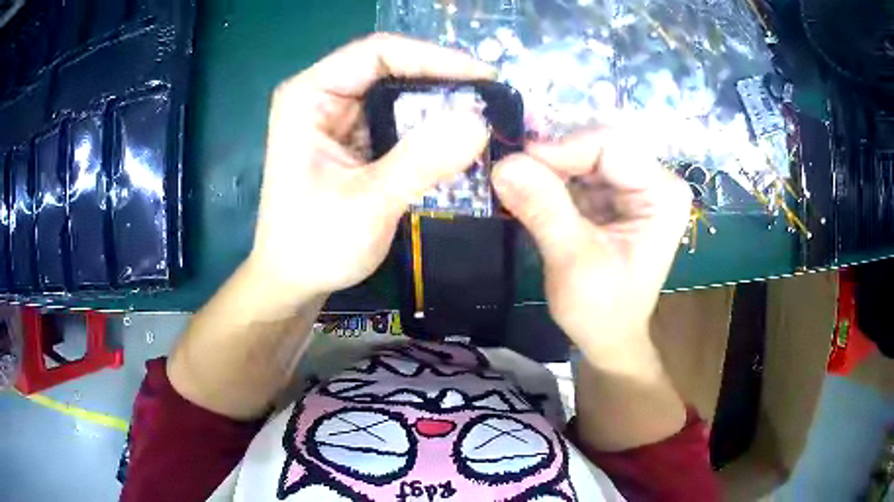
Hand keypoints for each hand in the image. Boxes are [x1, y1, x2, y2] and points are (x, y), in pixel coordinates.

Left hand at [249, 34, 493, 308]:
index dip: (433, 57)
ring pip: (400, 93)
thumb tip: (479, 121)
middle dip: (443, 81)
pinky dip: (431, 128)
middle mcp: (323, 96)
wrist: (294, 282)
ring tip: (485, 117)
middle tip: (492, 100)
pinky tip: (460, 139)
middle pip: (392, 67)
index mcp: (309, 96)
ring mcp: (339, 117)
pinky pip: (400, 120)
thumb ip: (421, 160)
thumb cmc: (314, 245)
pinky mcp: (355, 139)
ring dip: (441, 105)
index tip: (484, 77)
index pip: (377, 53)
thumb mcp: (367, 203)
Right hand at [492, 129, 691, 369]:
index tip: (517, 166)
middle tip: (513, 178)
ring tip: (520, 191)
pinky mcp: (615, 196)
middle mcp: (654, 181)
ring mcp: (635, 186)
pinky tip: (534, 197)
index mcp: (662, 194)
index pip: (612, 146)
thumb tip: (503, 163)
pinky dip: (552, 181)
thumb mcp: (573, 261)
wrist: (608, 337)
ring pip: (584, 155)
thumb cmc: (602, 310)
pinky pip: (579, 172)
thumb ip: (543, 209)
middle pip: (597, 146)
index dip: (563, 149)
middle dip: (554, 160)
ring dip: (549, 170)